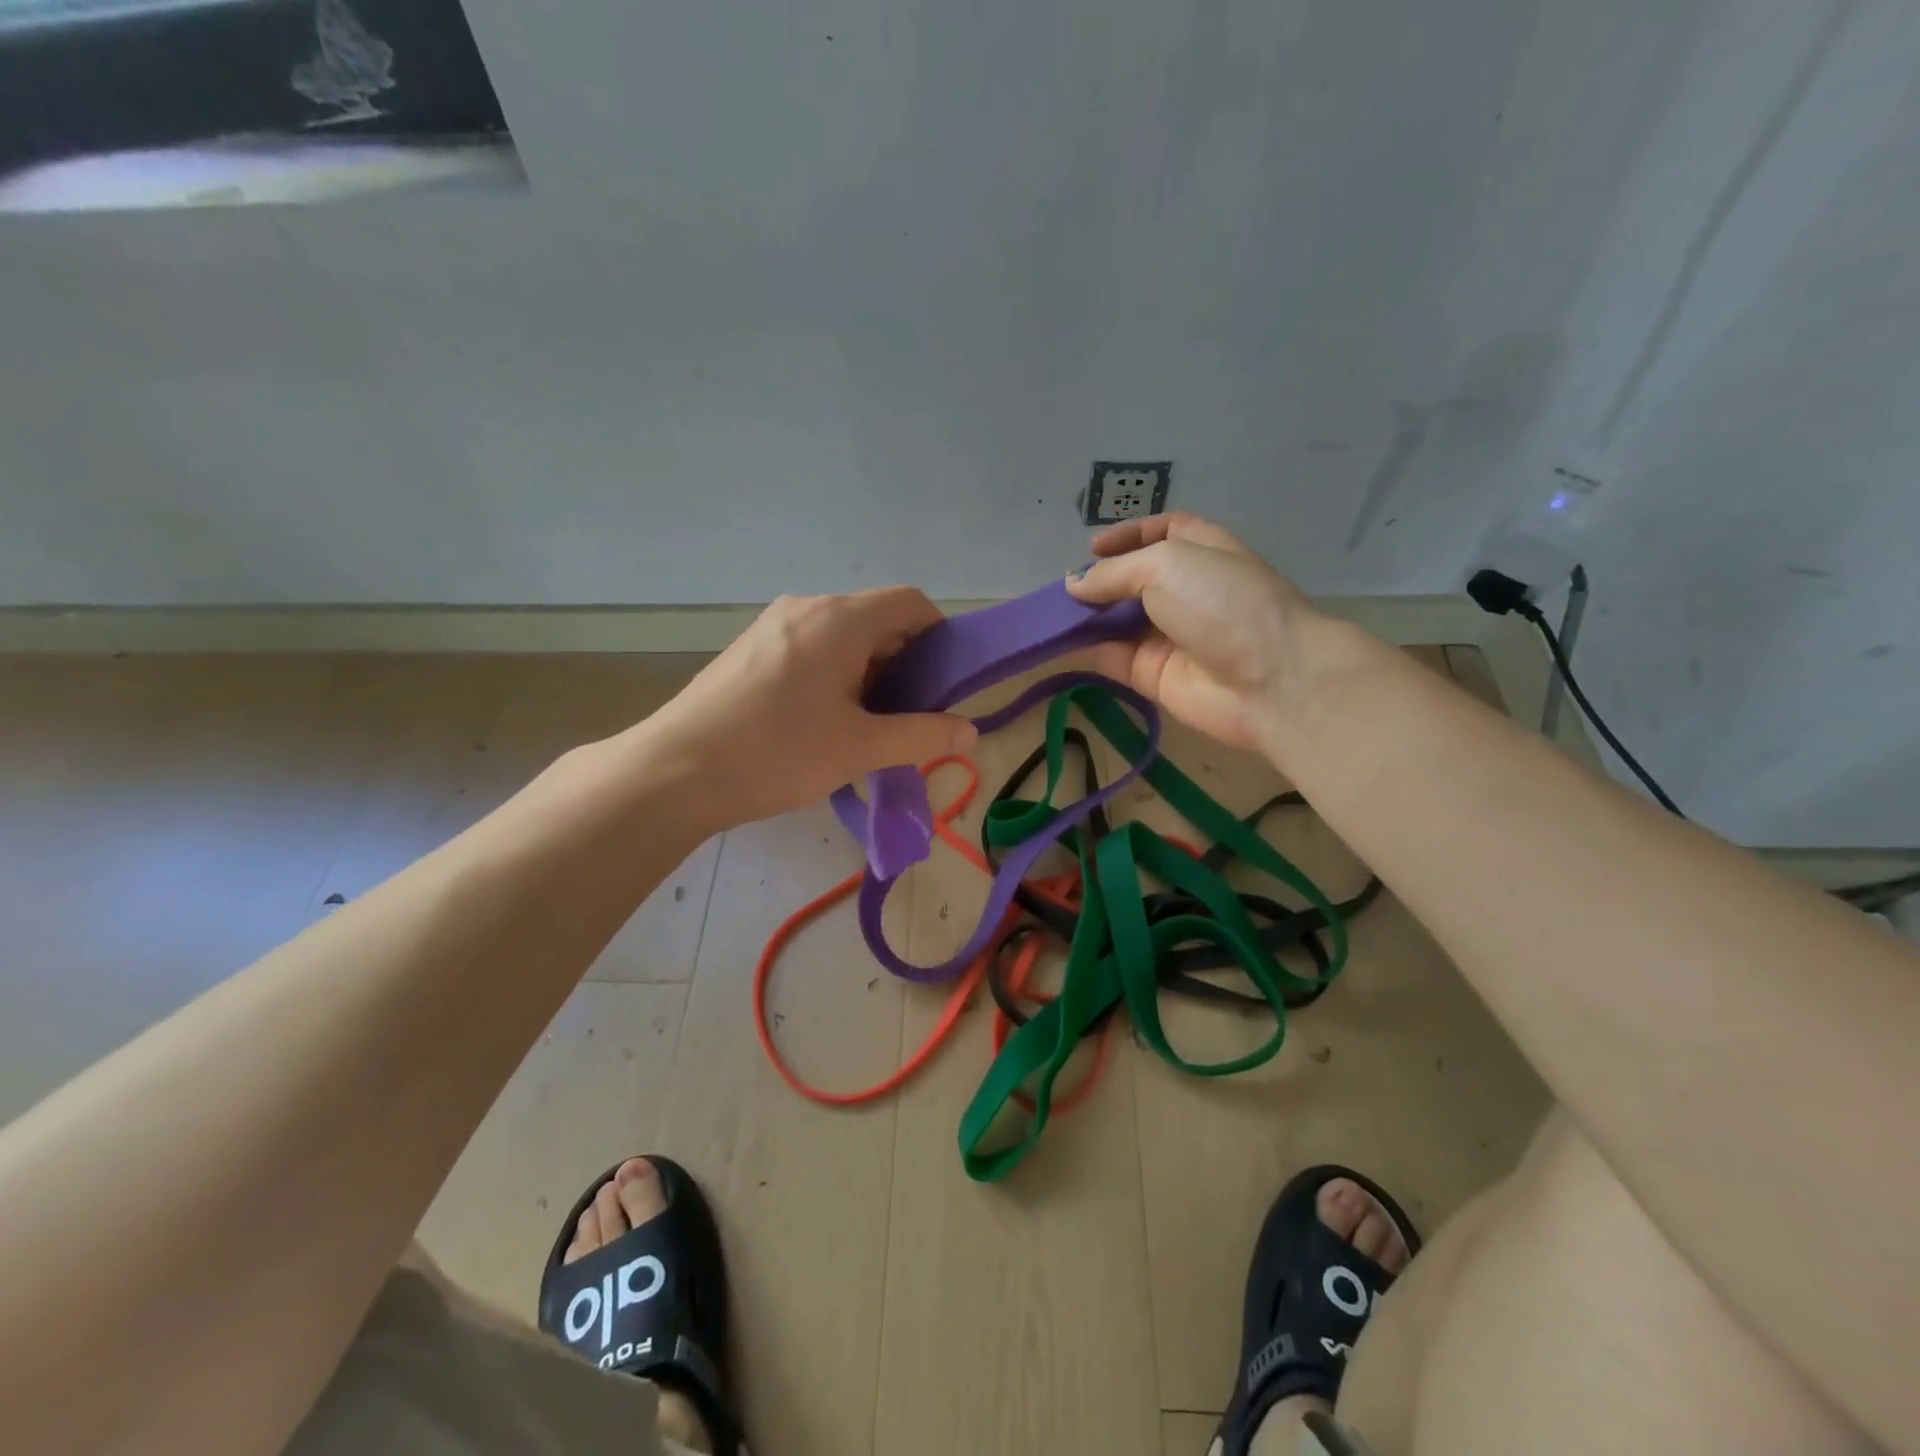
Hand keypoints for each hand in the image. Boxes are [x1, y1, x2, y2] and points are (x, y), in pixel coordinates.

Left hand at [645, 588, 977, 827]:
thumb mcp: (859, 748)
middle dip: (906, 662)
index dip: (940, 636)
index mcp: (839, 618)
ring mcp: (773, 626)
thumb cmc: (776, 753)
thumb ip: (922, 736)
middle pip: (877, 618)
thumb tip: (971, 733)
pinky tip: (825, 719)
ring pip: (843, 635)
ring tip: (870, 723)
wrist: (674, 772)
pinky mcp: (751, 648)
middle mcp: (806, 607)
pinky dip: (836, 673)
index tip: (947, 683)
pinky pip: (812, 647)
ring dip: (870, 671)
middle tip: (912, 714)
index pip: (911, 603)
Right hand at [1067, 512, 1320, 752]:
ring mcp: (1170, 635)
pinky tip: (1059, 643)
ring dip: (1086, 616)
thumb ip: (1115, 572)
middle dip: (1100, 580)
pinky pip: (1114, 658)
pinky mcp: (1154, 675)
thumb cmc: (1223, 602)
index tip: (1092, 546)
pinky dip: (1087, 650)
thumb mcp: (1166, 564)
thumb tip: (1074, 583)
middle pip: (1134, 579)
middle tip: (1064, 587)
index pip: (1162, 532)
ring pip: (1118, 621)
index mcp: (1202, 551)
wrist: (1268, 679)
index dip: (1128, 534)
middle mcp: (1186, 590)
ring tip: (1050, 613)